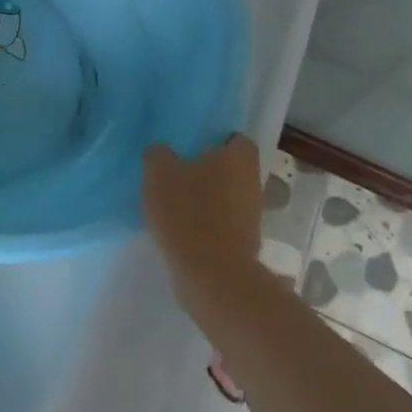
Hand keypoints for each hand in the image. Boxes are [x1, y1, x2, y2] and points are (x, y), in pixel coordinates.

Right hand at [142, 136, 263, 299]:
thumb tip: (161, 151)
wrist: (211, 274)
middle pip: (229, 168)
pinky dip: (205, 222)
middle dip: (206, 170)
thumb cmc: (187, 213)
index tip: (187, 147)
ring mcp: (252, 214)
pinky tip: (180, 227)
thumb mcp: (158, 173)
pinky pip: (222, 221)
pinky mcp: (244, 241)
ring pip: (226, 195)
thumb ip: (158, 154)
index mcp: (238, 157)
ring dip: (204, 197)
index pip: (232, 138)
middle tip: (174, 172)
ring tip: (172, 202)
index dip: (211, 140)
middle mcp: (253, 181)